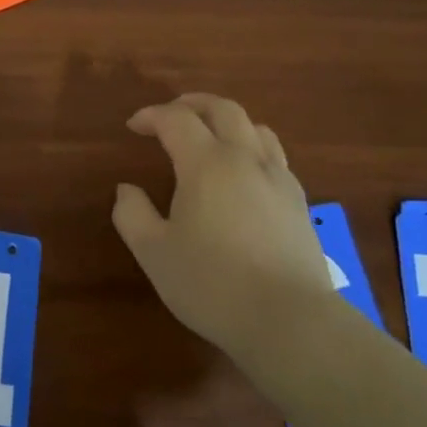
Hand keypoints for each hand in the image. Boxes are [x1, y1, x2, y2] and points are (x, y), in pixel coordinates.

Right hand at [113, 94, 332, 361]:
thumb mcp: (154, 252)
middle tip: (171, 114)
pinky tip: (243, 175)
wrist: (291, 323)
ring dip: (228, 122)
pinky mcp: (300, 204)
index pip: (176, 119)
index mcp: (206, 163)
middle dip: (193, 104)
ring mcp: (279, 180)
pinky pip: (275, 157)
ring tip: (210, 137)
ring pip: (257, 128)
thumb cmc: (213, 284)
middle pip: (223, 109)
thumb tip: (127, 190)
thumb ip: (132, 214)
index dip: (151, 115)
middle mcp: (246, 159)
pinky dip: (252, 149)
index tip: (133, 127)